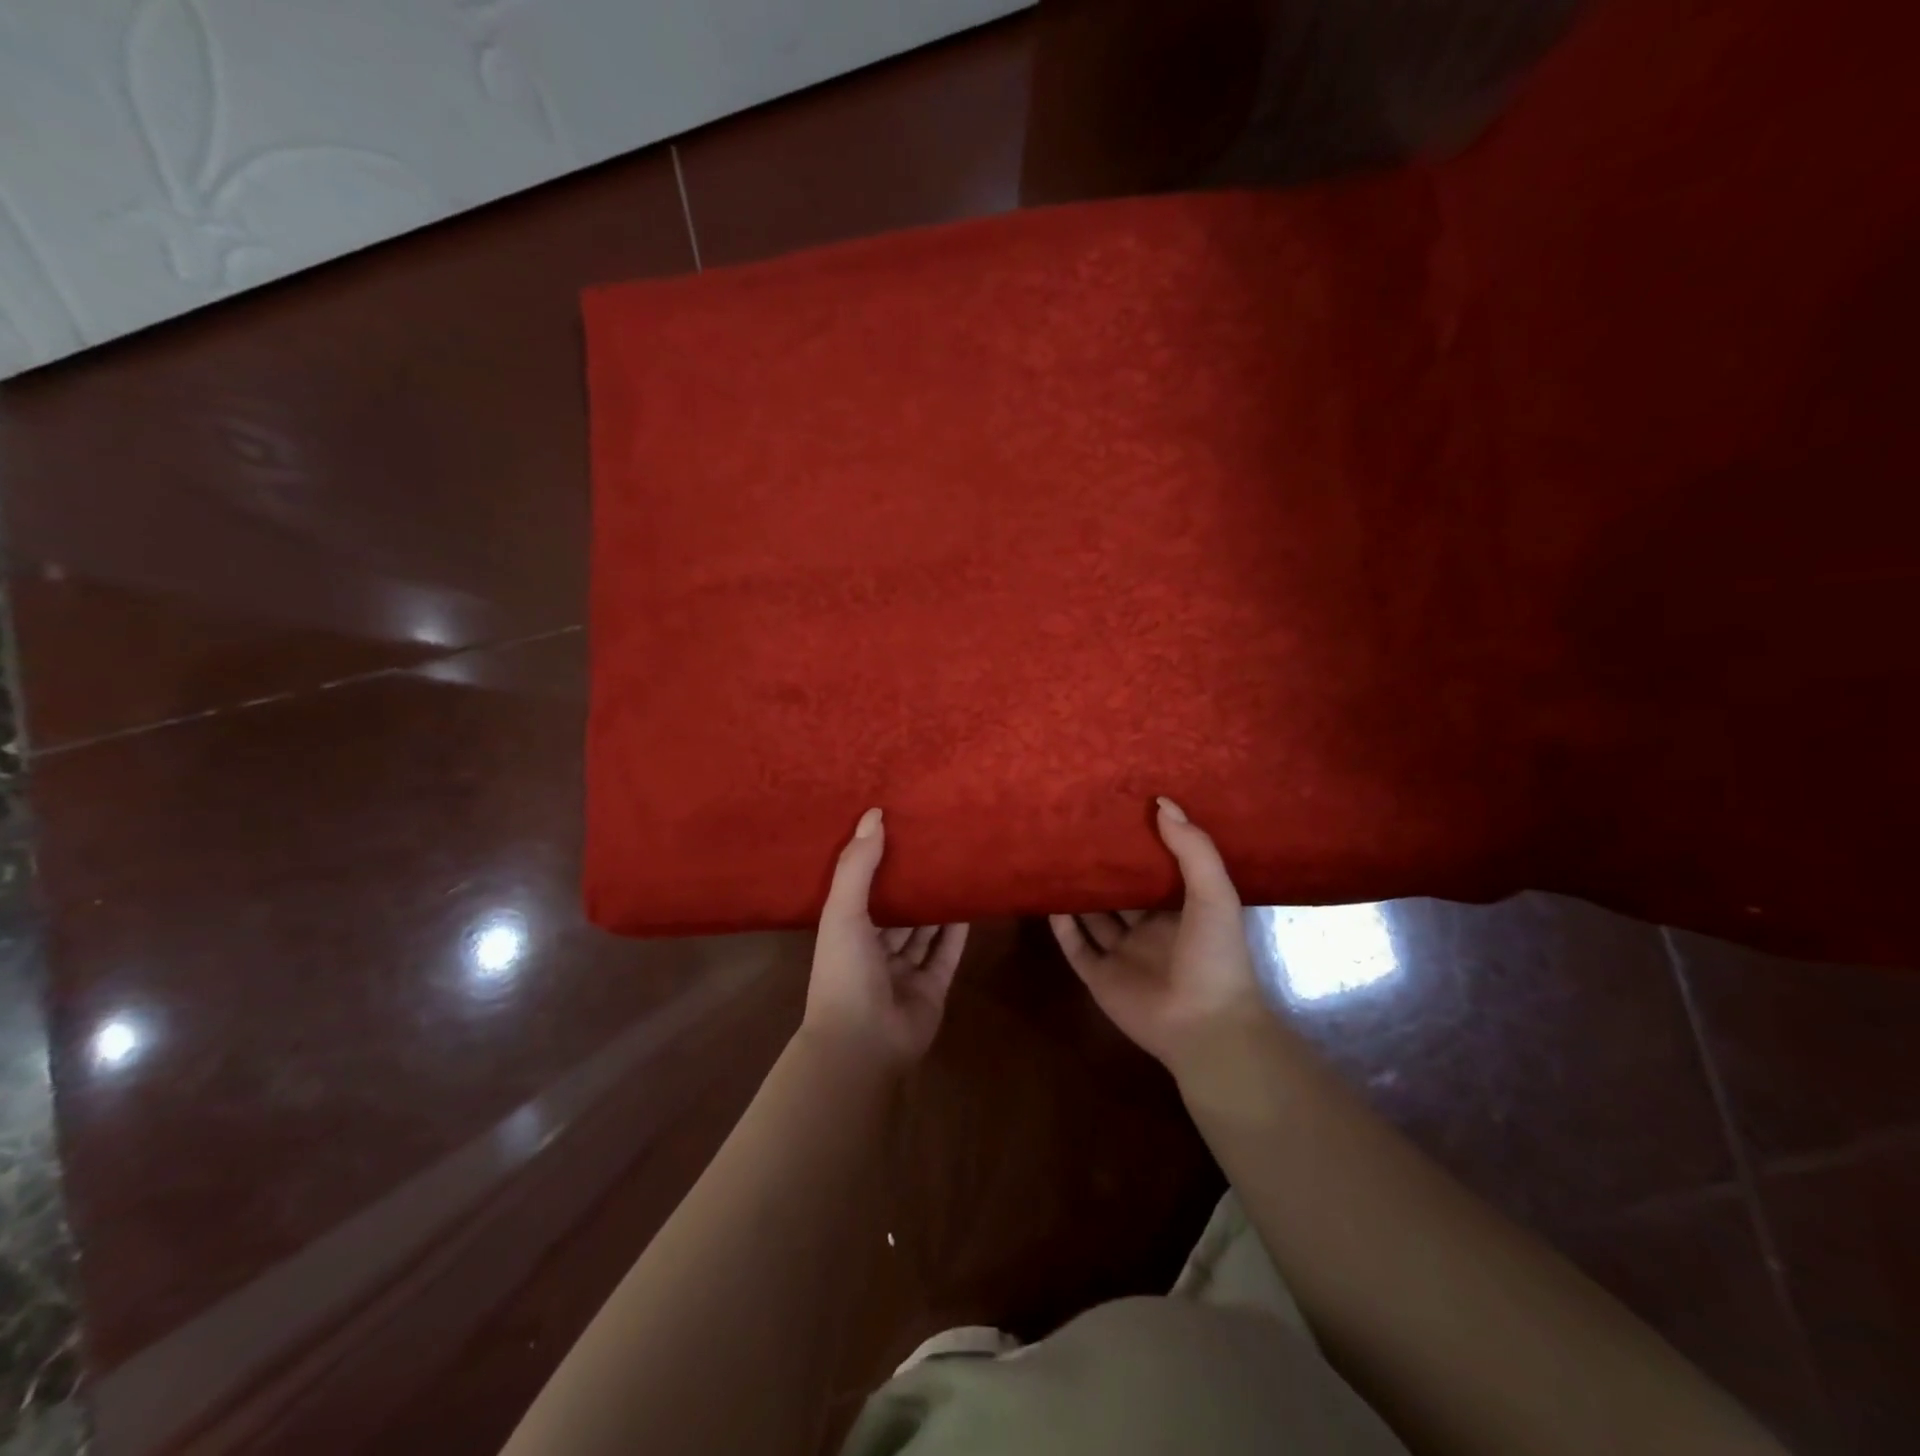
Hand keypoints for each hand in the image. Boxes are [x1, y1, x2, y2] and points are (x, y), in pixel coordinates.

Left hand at [803, 807, 967, 1072]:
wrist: (863, 1043)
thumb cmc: (845, 972)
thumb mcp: (843, 912)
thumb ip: (858, 865)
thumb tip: (874, 814)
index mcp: (847, 932)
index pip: (862, 889)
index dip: (877, 861)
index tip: (897, 828)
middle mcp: (874, 949)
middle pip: (897, 910)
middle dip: (912, 882)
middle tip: (935, 843)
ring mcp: (904, 971)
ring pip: (923, 931)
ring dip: (936, 904)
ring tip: (956, 866)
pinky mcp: (932, 987)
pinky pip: (947, 953)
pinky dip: (957, 931)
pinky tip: (970, 903)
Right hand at [1050, 797, 1267, 1072]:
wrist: (1205, 1026)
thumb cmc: (1215, 956)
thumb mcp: (1214, 894)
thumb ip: (1192, 849)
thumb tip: (1162, 802)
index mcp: (1180, 911)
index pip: (1155, 871)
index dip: (1139, 845)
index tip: (1117, 811)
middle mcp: (1149, 930)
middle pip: (1119, 893)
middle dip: (1102, 867)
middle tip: (1076, 831)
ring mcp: (1122, 955)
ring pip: (1094, 917)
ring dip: (1078, 892)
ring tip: (1054, 858)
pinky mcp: (1099, 977)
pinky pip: (1076, 946)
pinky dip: (1063, 926)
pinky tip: (1049, 899)